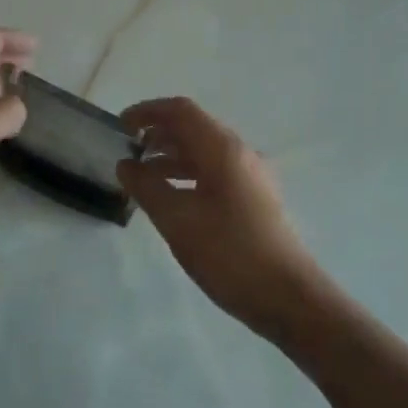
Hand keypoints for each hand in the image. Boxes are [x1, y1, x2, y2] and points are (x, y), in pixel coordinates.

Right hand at [117, 97, 326, 337]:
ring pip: (204, 153)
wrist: (288, 297)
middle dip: (158, 135)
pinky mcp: (255, 199)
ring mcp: (251, 177)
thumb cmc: (229, 253)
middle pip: (193, 128)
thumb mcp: (177, 220)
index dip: (147, 112)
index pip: (181, 111)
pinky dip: (188, 176)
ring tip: (142, 178)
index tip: (120, 127)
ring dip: (171, 157)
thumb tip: (126, 165)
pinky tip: (172, 199)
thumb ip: (147, 187)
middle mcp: (240, 154)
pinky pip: (215, 173)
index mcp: (223, 149)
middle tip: (127, 153)